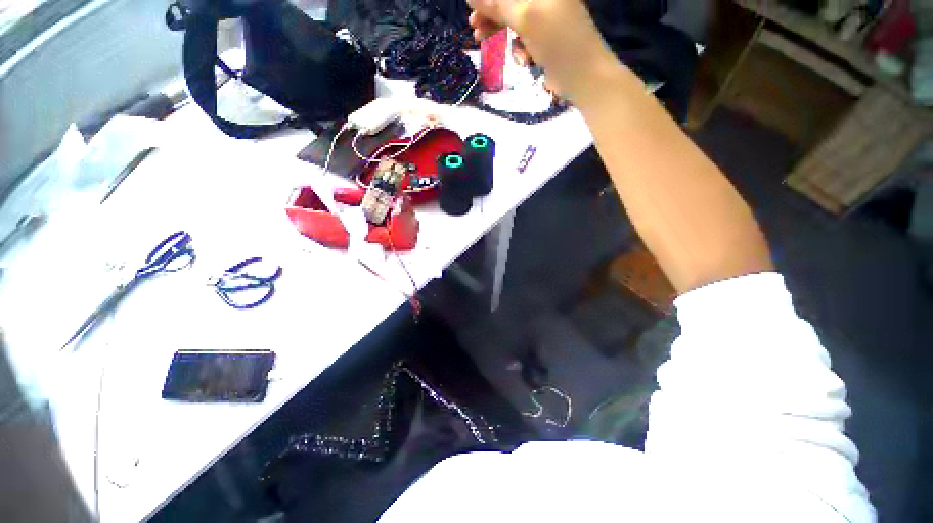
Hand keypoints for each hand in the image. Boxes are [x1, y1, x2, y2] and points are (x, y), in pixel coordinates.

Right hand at [467, 0, 612, 99]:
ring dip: (499, 30)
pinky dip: (518, 46)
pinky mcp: (547, 37)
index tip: (472, 7)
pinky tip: (519, 58)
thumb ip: (498, 5)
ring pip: (515, 18)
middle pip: (511, 1)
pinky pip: (525, 36)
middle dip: (491, 13)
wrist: (583, 76)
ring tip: (482, 41)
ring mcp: (547, 17)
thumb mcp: (525, 18)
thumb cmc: (557, 41)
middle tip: (474, 27)